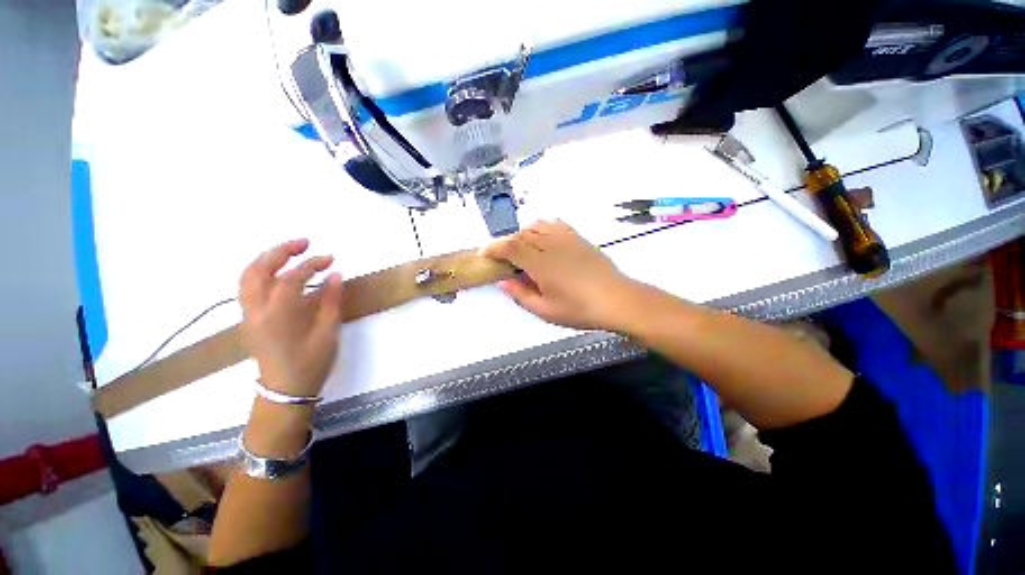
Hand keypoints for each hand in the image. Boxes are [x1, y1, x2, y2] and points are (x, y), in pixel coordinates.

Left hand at [239, 239, 343, 398]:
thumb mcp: (328, 332)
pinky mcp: (249, 320)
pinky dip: (263, 272)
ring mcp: (248, 315)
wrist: (285, 391)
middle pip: (257, 270)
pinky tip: (281, 273)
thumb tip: (336, 274)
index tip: (330, 259)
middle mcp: (255, 311)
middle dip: (279, 251)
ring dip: (267, 259)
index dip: (311, 264)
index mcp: (277, 316)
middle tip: (304, 243)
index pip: (290, 278)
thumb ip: (331, 301)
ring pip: (247, 277)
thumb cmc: (311, 363)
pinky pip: (249, 287)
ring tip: (291, 252)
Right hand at [479, 220, 639, 330]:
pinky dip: (542, 228)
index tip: (483, 255)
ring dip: (523, 235)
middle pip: (521, 234)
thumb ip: (521, 295)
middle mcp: (551, 245)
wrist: (617, 300)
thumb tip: (502, 282)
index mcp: (541, 264)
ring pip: (536, 226)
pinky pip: (555, 224)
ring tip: (523, 251)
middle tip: (503, 260)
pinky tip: (543, 241)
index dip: (493, 247)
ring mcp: (566, 239)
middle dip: (506, 244)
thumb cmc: (580, 310)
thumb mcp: (546, 310)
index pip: (510, 246)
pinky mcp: (578, 238)